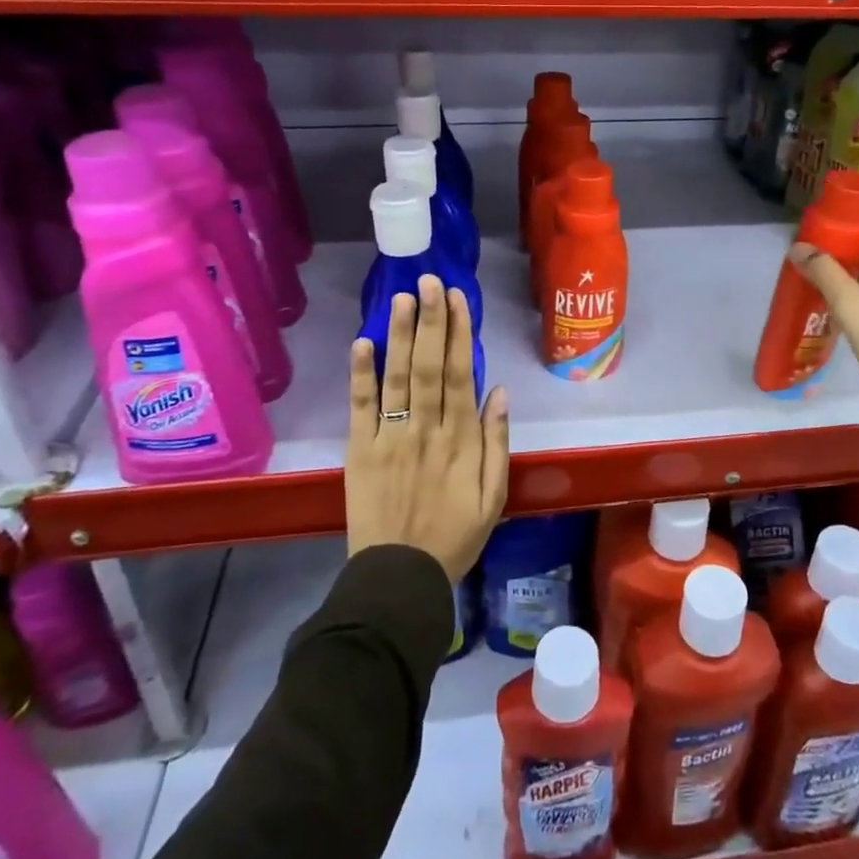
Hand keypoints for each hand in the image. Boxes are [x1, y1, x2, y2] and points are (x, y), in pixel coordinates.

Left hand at [346, 275, 509, 581]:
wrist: (399, 577)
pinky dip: (361, 375)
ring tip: (402, 297)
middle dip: (430, 320)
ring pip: (397, 377)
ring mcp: (390, 437)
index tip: (457, 298)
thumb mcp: (493, 496)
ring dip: (399, 335)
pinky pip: (361, 407)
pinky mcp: (360, 451)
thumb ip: (497, 442)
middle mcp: (426, 429)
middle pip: (428, 365)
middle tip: (429, 280)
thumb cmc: (454, 536)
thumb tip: (498, 392)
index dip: (458, 333)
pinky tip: (362, 342)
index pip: (459, 374)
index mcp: (461, 439)